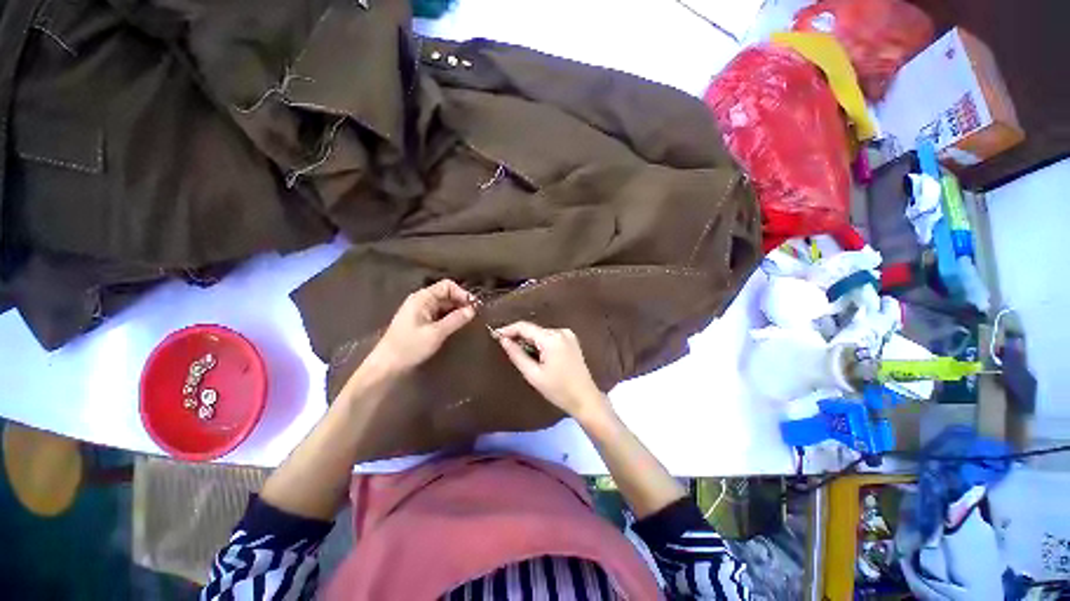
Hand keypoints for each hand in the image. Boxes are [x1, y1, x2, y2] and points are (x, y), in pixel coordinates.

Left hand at [366, 280, 475, 374]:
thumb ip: (456, 319)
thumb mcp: (436, 333)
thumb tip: (473, 309)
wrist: (387, 365)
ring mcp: (420, 311)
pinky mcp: (421, 321)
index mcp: (422, 298)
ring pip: (444, 305)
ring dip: (456, 311)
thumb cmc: (410, 347)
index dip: (462, 293)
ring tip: (469, 321)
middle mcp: (421, 300)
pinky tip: (457, 325)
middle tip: (475, 315)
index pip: (447, 285)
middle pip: (446, 294)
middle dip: (461, 302)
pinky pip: (439, 314)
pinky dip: (449, 317)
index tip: (474, 306)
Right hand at [496, 321, 609, 422]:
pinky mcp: (571, 340)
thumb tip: (503, 340)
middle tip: (506, 348)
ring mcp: (568, 334)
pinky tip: (537, 356)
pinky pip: (549, 337)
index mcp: (552, 339)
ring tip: (522, 356)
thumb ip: (517, 355)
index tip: (495, 335)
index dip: (508, 329)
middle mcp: (561, 331)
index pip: (524, 327)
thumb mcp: (533, 375)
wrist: (585, 398)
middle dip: (519, 337)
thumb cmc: (558, 390)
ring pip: (541, 333)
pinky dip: (540, 343)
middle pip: (533, 330)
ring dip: (529, 341)